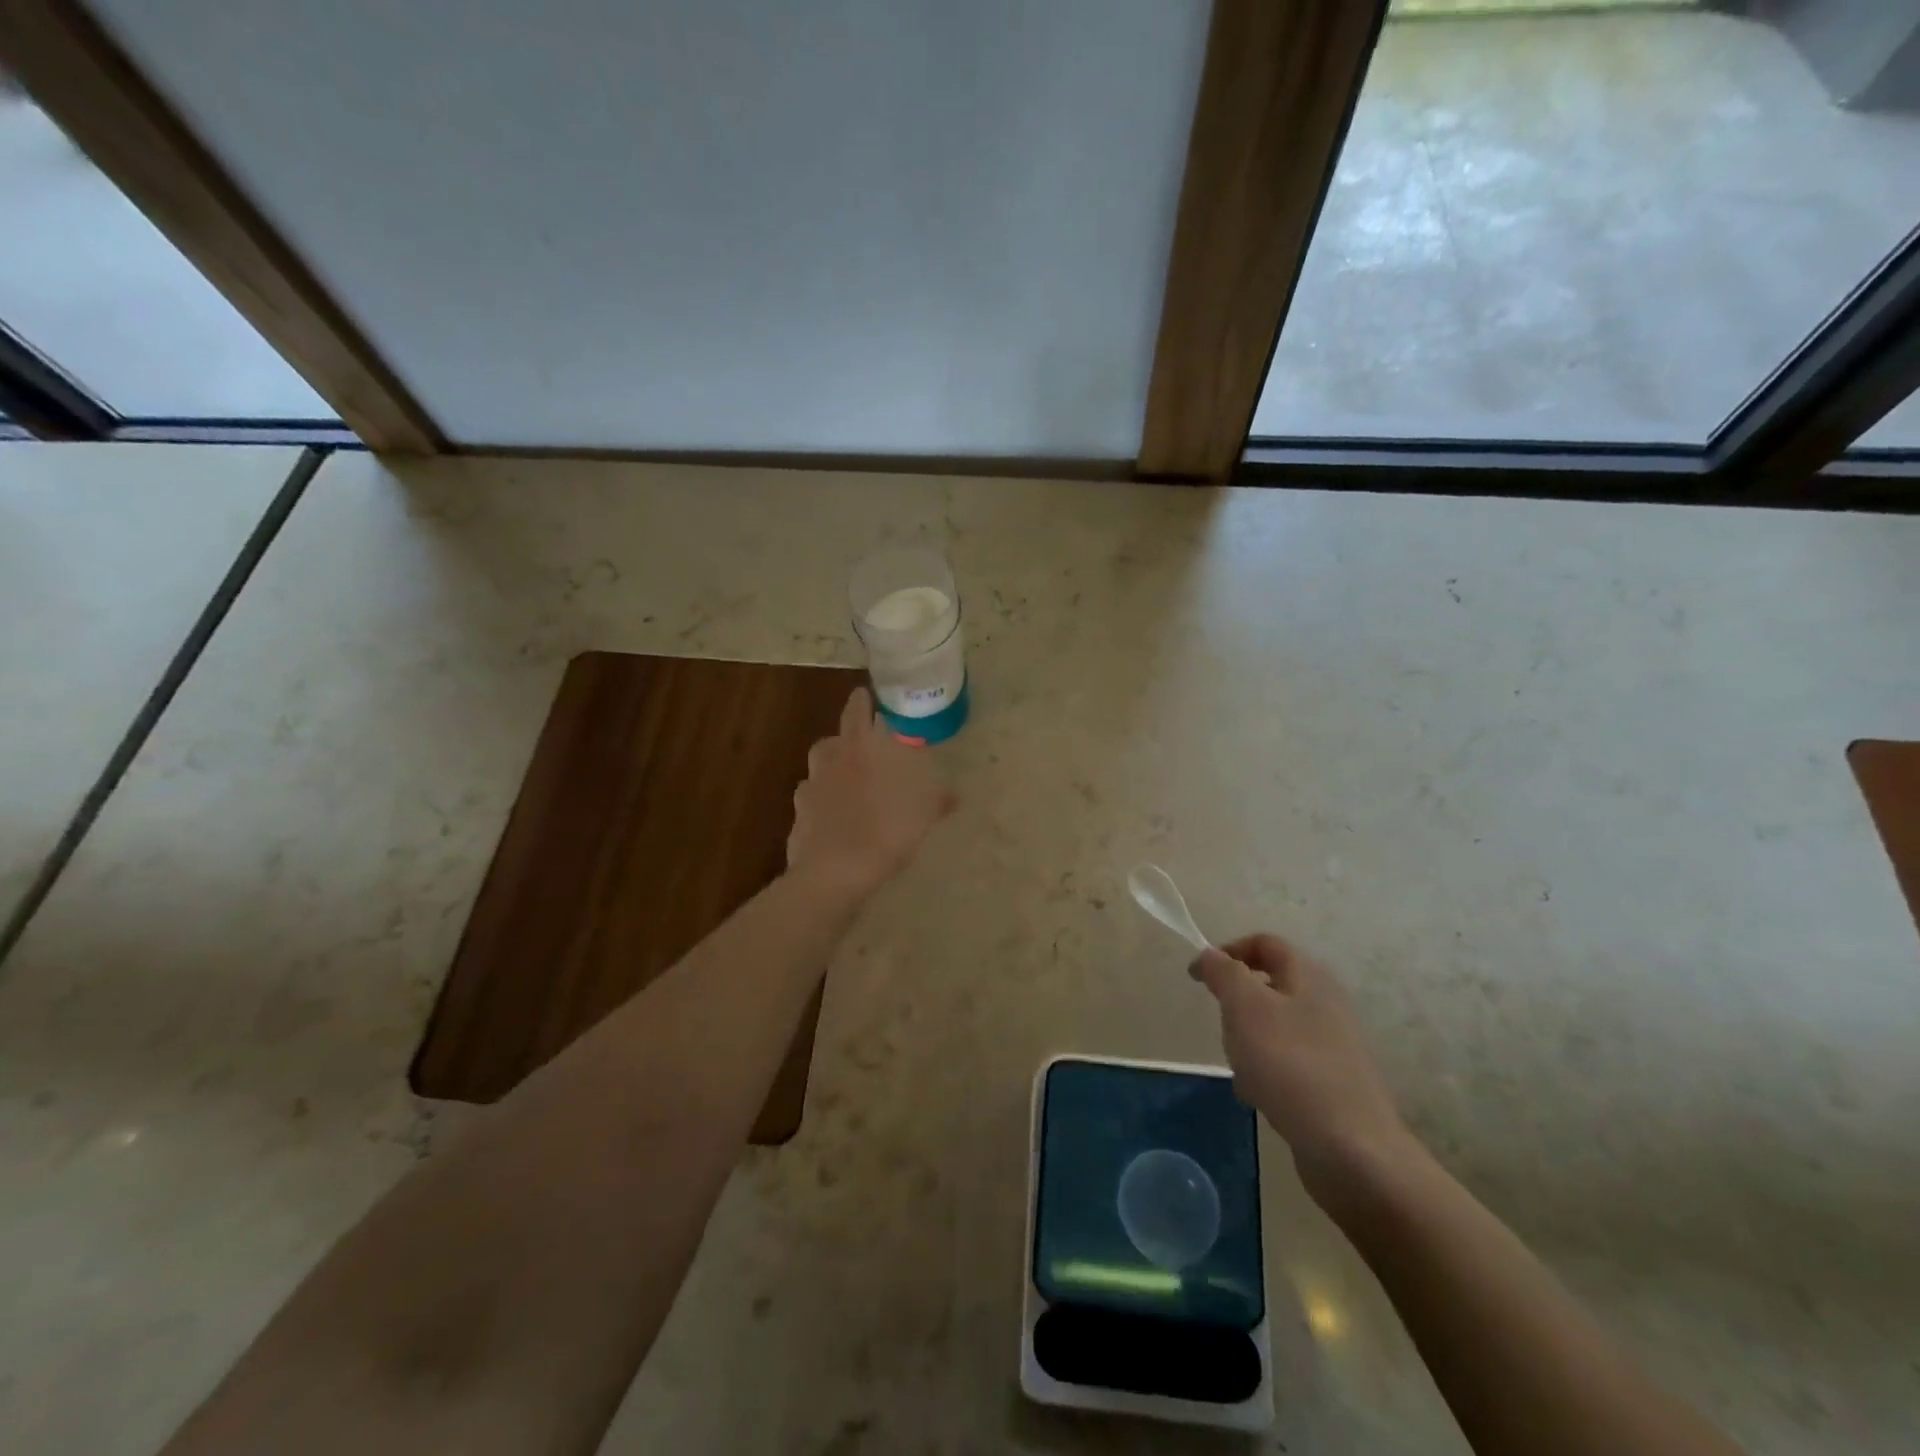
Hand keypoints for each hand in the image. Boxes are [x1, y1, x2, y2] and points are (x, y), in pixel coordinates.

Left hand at [786, 688, 955, 896]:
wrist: (835, 871)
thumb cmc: (885, 830)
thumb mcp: (922, 814)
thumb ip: (937, 800)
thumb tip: (955, 794)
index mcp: (861, 748)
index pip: (857, 710)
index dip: (862, 700)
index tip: (867, 696)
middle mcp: (831, 760)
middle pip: (833, 738)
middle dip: (846, 739)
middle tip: (864, 749)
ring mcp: (810, 787)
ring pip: (818, 768)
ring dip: (831, 769)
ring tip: (848, 782)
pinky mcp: (798, 816)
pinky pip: (810, 800)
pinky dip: (820, 802)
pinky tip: (833, 816)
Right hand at [1191, 934, 1413, 1201]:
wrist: (1351, 1150)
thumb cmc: (1291, 1065)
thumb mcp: (1245, 1006)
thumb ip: (1224, 973)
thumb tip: (1210, 956)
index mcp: (1309, 976)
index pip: (1264, 944)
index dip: (1228, 951)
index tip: (1198, 977)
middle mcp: (1326, 1003)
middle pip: (1268, 986)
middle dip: (1237, 1003)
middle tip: (1223, 1025)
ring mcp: (1333, 1045)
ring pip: (1274, 1027)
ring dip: (1248, 1041)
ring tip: (1241, 1068)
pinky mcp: (1332, 1082)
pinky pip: (1287, 1062)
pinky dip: (1266, 1072)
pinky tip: (1260, 1096)